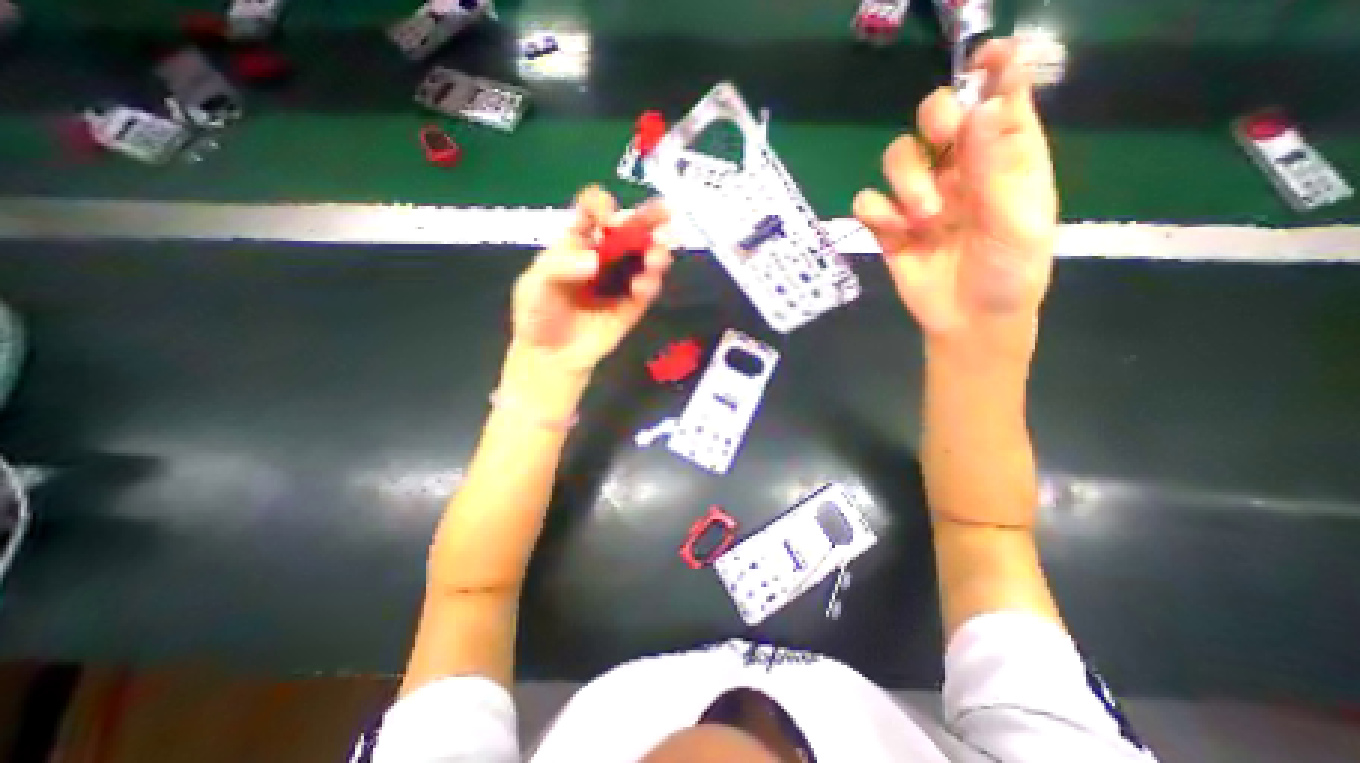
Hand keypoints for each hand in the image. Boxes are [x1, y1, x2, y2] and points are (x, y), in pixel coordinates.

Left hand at [510, 187, 673, 376]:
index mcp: (576, 242)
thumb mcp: (536, 285)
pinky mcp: (633, 304)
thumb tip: (595, 261)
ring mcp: (621, 280)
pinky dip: (650, 284)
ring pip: (645, 257)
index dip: (602, 206)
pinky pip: (647, 289)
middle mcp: (603, 255)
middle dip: (648, 217)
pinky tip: (643, 286)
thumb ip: (560, 267)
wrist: (551, 355)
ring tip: (656, 258)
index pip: (592, 212)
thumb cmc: (538, 314)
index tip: (607, 219)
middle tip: (666, 212)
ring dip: (656, 252)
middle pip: (629, 229)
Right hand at [852, 35, 1054, 351]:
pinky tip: (893, 231)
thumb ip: (997, 169)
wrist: (967, 321)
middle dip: (935, 119)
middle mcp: (958, 170)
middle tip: (942, 138)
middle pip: (936, 117)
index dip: (994, 71)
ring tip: (925, 218)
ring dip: (907, 181)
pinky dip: (876, 211)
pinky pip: (868, 203)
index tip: (985, 57)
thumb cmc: (1008, 274)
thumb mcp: (1017, 224)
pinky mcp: (888, 228)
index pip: (1000, 99)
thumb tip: (981, 107)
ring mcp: (919, 199)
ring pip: (897, 158)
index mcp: (1003, 160)